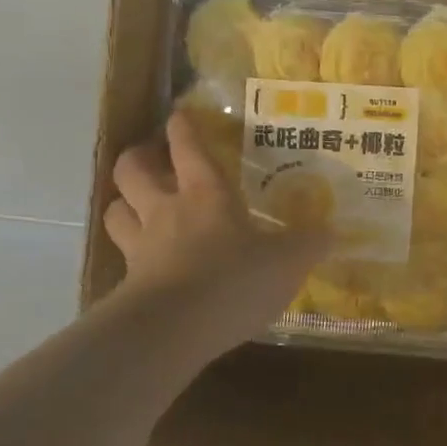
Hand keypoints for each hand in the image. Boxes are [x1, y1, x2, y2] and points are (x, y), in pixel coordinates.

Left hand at [104, 111, 329, 355]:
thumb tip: (331, 232)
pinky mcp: (128, 283)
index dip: (182, 127)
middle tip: (151, 159)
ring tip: (136, 206)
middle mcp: (166, 210)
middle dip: (138, 157)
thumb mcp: (288, 262)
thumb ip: (308, 244)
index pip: (188, 146)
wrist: (176, 329)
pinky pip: (119, 258)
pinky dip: (127, 253)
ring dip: (123, 203)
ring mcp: (141, 246)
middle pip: (132, 169)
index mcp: (206, 194)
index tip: (180, 116)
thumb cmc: (235, 280)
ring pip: (115, 209)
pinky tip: (142, 263)